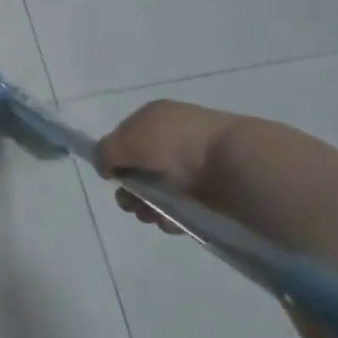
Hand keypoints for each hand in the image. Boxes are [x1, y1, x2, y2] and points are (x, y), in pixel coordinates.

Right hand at [98, 99, 240, 232]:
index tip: (112, 177)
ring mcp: (192, 164)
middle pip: (138, 168)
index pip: (123, 138)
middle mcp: (171, 137)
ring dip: (147, 206)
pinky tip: (171, 221)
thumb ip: (104, 152)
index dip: (114, 159)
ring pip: (157, 191)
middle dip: (130, 190)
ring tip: (152, 216)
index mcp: (154, 116)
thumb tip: (105, 167)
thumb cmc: (172, 144)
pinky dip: (170, 216)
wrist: (232, 164)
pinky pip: (179, 207)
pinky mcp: (209, 192)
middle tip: (131, 203)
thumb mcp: (124, 141)